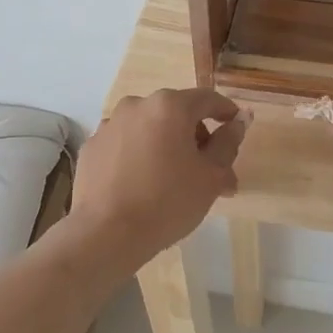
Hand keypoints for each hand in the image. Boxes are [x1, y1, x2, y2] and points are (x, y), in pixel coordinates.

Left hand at [69, 88, 247, 266]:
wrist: (106, 233)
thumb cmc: (168, 202)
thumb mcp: (211, 176)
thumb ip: (228, 143)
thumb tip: (241, 120)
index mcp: (169, 106)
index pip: (207, 99)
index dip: (226, 112)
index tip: (235, 128)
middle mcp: (136, 105)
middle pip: (176, 113)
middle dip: (196, 137)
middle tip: (209, 171)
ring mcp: (109, 125)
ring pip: (149, 128)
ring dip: (166, 146)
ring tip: (174, 181)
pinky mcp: (91, 147)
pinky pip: (125, 145)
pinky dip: (139, 156)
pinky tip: (143, 185)